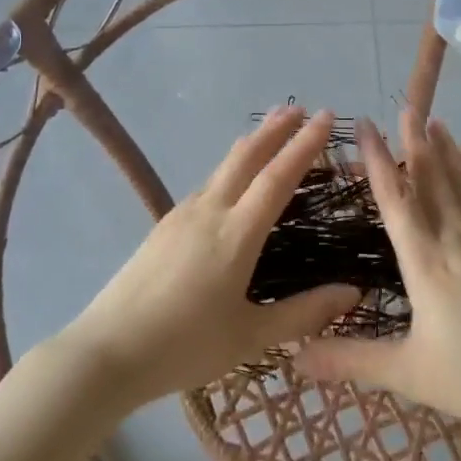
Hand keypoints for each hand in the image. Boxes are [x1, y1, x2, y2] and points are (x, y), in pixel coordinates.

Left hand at [61, 105, 359, 406]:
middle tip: (300, 109)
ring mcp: (182, 215)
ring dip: (252, 144)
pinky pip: (207, 184)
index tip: (326, 117)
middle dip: (275, 129)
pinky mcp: (164, 225)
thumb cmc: (184, 346)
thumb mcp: (251, 337)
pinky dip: (231, 168)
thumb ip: (304, 313)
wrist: (106, 352)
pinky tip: (232, 181)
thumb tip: (353, 292)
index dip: (305, 145)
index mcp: (236, 234)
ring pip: (223, 167)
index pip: (278, 177)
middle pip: (246, 156)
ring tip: (271, 131)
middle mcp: (209, 211)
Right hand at [292, 108, 460, 437]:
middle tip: (404, 107)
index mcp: (425, 264)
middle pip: (432, 180)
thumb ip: (352, 360)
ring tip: (433, 119)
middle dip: (414, 142)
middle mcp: (455, 240)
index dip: (378, 162)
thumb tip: (295, 356)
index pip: (395, 201)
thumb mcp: (411, 375)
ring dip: (446, 149)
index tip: (366, 128)